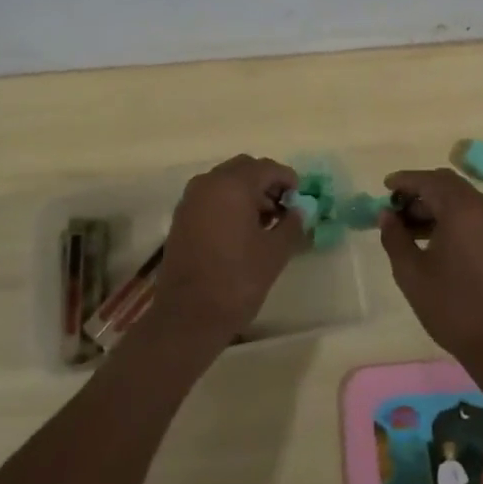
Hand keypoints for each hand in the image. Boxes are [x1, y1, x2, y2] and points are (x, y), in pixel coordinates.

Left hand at [148, 155, 301, 356]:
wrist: (188, 315)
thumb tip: (298, 212)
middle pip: (244, 169)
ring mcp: (191, 199)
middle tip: (284, 208)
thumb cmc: (236, 281)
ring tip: (266, 223)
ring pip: (226, 182)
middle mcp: (208, 183)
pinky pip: (211, 196)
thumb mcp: (274, 253)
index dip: (288, 180)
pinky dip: (229, 203)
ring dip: (248, 193)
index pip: (267, 168)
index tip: (301, 199)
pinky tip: (242, 231)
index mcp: (232, 185)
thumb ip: (292, 225)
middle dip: (266, 183)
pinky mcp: (182, 217)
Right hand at [379, 168, 482, 371]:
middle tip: (395, 209)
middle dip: (419, 191)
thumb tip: (386, 215)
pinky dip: (451, 216)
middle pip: (447, 184)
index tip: (384, 187)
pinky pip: (473, 214)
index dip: (404, 180)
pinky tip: (432, 238)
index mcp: (462, 210)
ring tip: (408, 228)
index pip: (428, 181)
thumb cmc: (451, 306)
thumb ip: (394, 237)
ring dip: (434, 204)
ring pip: (461, 198)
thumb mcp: (411, 272)